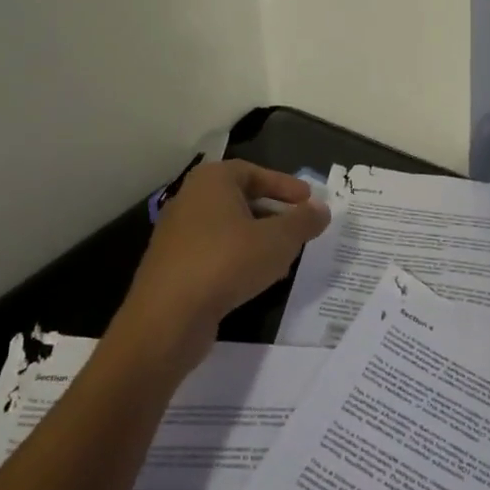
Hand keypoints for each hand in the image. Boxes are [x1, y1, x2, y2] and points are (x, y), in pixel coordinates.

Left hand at [110, 160, 329, 380]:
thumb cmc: (227, 262)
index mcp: (211, 181)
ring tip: (285, 257)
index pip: (253, 172)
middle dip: (274, 213)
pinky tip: (258, 279)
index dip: (284, 185)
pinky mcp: (173, 265)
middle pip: (240, 199)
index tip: (308, 201)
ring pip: (228, 228)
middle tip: (299, 228)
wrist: (168, 317)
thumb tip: (321, 208)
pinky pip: (214, 252)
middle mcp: (190, 200)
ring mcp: (178, 234)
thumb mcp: (278, 240)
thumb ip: (304, 221)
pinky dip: (239, 258)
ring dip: (258, 239)